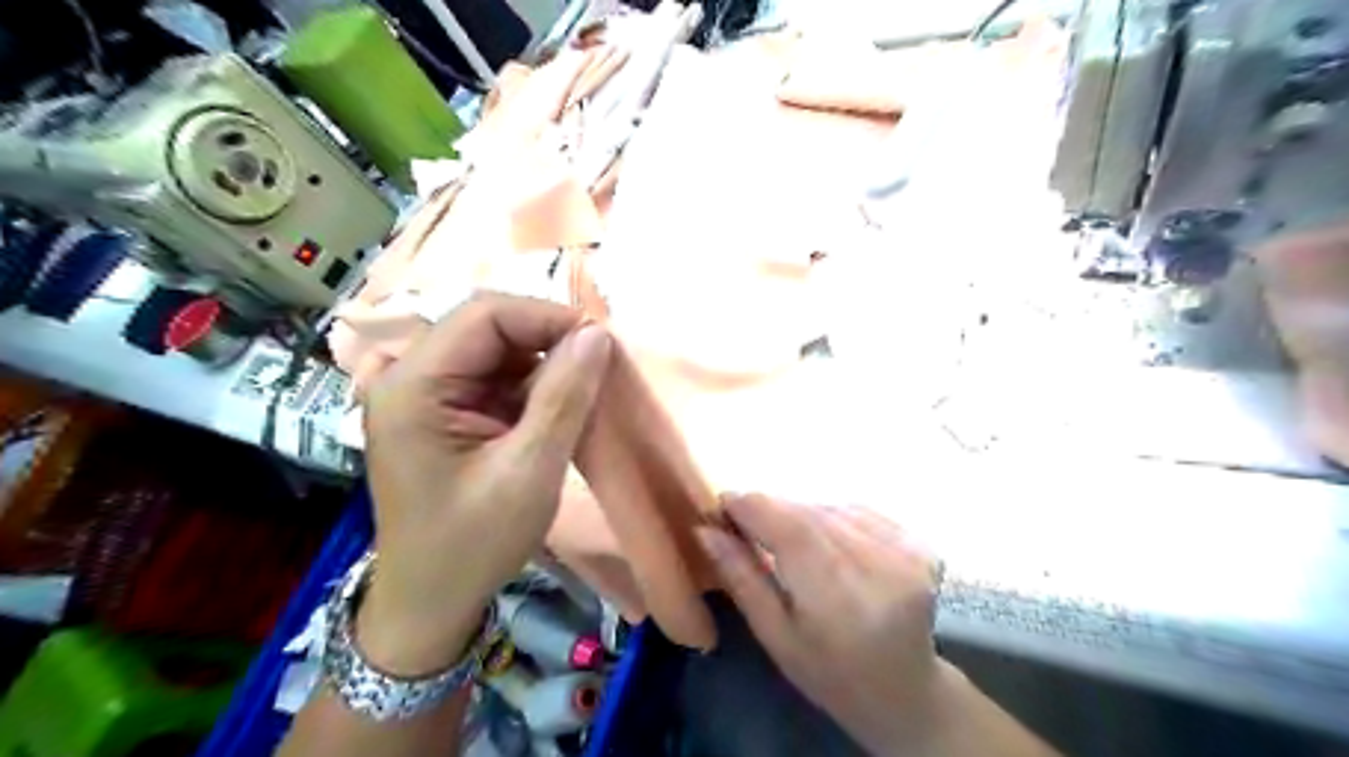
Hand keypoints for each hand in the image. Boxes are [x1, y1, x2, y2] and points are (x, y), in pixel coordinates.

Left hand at [358, 293, 610, 672]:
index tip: (601, 344)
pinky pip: (491, 379)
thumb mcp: (529, 470)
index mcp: (414, 386)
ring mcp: (422, 395)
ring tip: (581, 394)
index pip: (485, 316)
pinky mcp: (440, 413)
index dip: (547, 317)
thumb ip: (563, 396)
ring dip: (542, 366)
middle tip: (598, 368)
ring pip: (494, 352)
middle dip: (548, 341)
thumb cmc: (473, 544)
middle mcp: (409, 377)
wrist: (431, 602)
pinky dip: (529, 388)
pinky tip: (553, 412)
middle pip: (487, 328)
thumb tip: (598, 334)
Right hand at [706, 494, 946, 753]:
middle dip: (771, 510)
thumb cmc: (830, 674)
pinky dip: (831, 516)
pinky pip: (857, 510)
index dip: (751, 505)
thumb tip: (704, 529)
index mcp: (839, 598)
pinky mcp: (920, 542)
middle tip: (745, 522)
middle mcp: (879, 565)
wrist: (906, 690)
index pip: (788, 527)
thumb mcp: (775, 636)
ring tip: (787, 540)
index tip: (722, 504)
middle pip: (808, 512)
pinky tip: (825, 542)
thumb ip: (742, 578)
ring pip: (830, 507)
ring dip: (800, 513)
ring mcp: (907, 551)